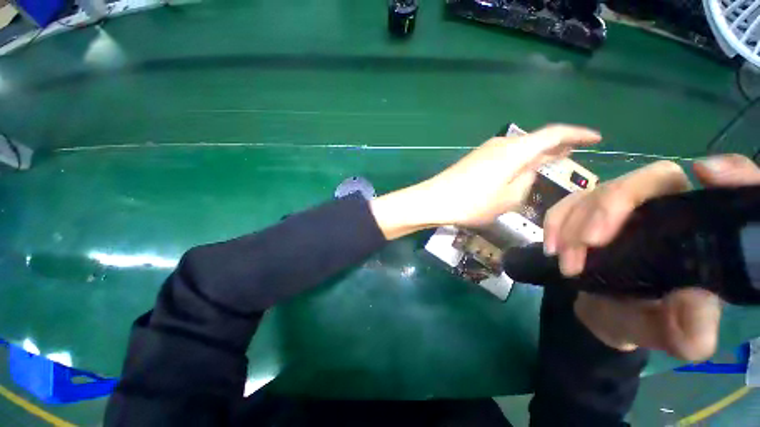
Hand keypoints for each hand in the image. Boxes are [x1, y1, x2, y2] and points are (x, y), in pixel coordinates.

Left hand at [370, 125, 600, 238]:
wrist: (434, 200)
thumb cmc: (471, 203)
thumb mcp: (508, 199)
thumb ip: (526, 180)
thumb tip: (528, 169)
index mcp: (515, 151)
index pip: (554, 134)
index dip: (577, 134)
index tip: (596, 138)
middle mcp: (502, 144)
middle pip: (536, 140)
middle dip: (558, 145)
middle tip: (575, 151)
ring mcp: (485, 150)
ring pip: (520, 148)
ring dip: (537, 153)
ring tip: (553, 161)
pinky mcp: (475, 159)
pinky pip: (505, 155)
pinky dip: (519, 160)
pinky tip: (522, 169)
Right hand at [544, 155, 759, 359]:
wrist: (601, 313)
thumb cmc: (643, 323)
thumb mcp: (670, 336)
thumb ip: (689, 330)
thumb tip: (697, 299)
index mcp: (699, 236)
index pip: (719, 194)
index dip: (728, 172)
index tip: (703, 174)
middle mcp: (667, 211)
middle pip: (649, 181)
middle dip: (611, 207)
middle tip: (587, 243)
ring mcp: (624, 208)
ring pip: (600, 191)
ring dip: (574, 222)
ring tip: (564, 259)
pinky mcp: (589, 211)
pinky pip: (570, 202)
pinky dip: (556, 220)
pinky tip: (551, 245)